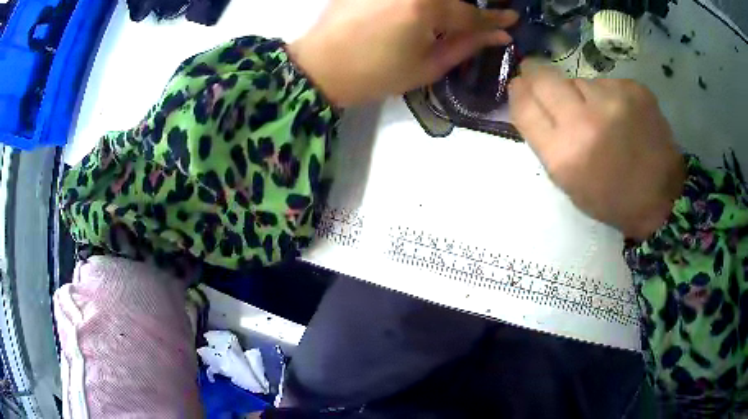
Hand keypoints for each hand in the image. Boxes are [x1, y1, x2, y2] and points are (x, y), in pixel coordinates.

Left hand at [287, 0, 517, 106]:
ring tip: (453, 16)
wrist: (319, 66)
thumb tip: (499, 36)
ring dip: (447, 4)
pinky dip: (426, 4)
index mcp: (424, 8)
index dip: (493, 19)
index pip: (470, 13)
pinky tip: (425, 12)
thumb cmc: (374, 74)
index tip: (512, 19)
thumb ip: (466, 46)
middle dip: (468, 7)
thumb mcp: (427, 67)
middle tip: (478, 19)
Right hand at [509, 63, 685, 239]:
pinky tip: (621, 116)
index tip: (519, 84)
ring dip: (581, 93)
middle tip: (537, 72)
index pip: (525, 107)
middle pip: (545, 79)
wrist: (662, 198)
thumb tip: (532, 100)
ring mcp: (612, 101)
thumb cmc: (611, 198)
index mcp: (563, 155)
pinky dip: (608, 95)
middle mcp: (584, 122)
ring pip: (579, 80)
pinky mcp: (634, 90)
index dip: (518, 91)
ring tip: (600, 115)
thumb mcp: (569, 182)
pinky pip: (606, 83)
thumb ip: (547, 140)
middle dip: (536, 73)